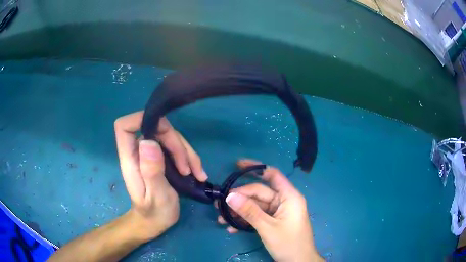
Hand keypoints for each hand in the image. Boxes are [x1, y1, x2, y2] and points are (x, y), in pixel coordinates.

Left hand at [114, 111, 206, 239]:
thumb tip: (149, 141)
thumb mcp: (155, 197)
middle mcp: (139, 152)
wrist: (155, 222)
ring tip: (197, 174)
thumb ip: (151, 171)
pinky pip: (177, 149)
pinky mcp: (162, 159)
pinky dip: (190, 159)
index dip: (140, 119)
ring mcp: (151, 154)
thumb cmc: (153, 213)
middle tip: (187, 168)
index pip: (125, 126)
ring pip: (170, 138)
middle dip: (176, 143)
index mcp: (130, 158)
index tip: (162, 130)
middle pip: (155, 129)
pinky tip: (199, 174)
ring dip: (187, 153)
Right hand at [218, 159, 322, 261]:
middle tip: (218, 203)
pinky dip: (245, 221)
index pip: (272, 174)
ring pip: (256, 206)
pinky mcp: (273, 221)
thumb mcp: (267, 228)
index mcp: (289, 196)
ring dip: (239, 212)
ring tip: (220, 218)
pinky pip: (257, 216)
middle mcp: (283, 201)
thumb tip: (229, 195)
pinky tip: (231, 228)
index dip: (255, 167)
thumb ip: (249, 211)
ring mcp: (278, 212)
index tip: (236, 165)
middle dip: (239, 198)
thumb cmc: (289, 243)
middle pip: (259, 193)